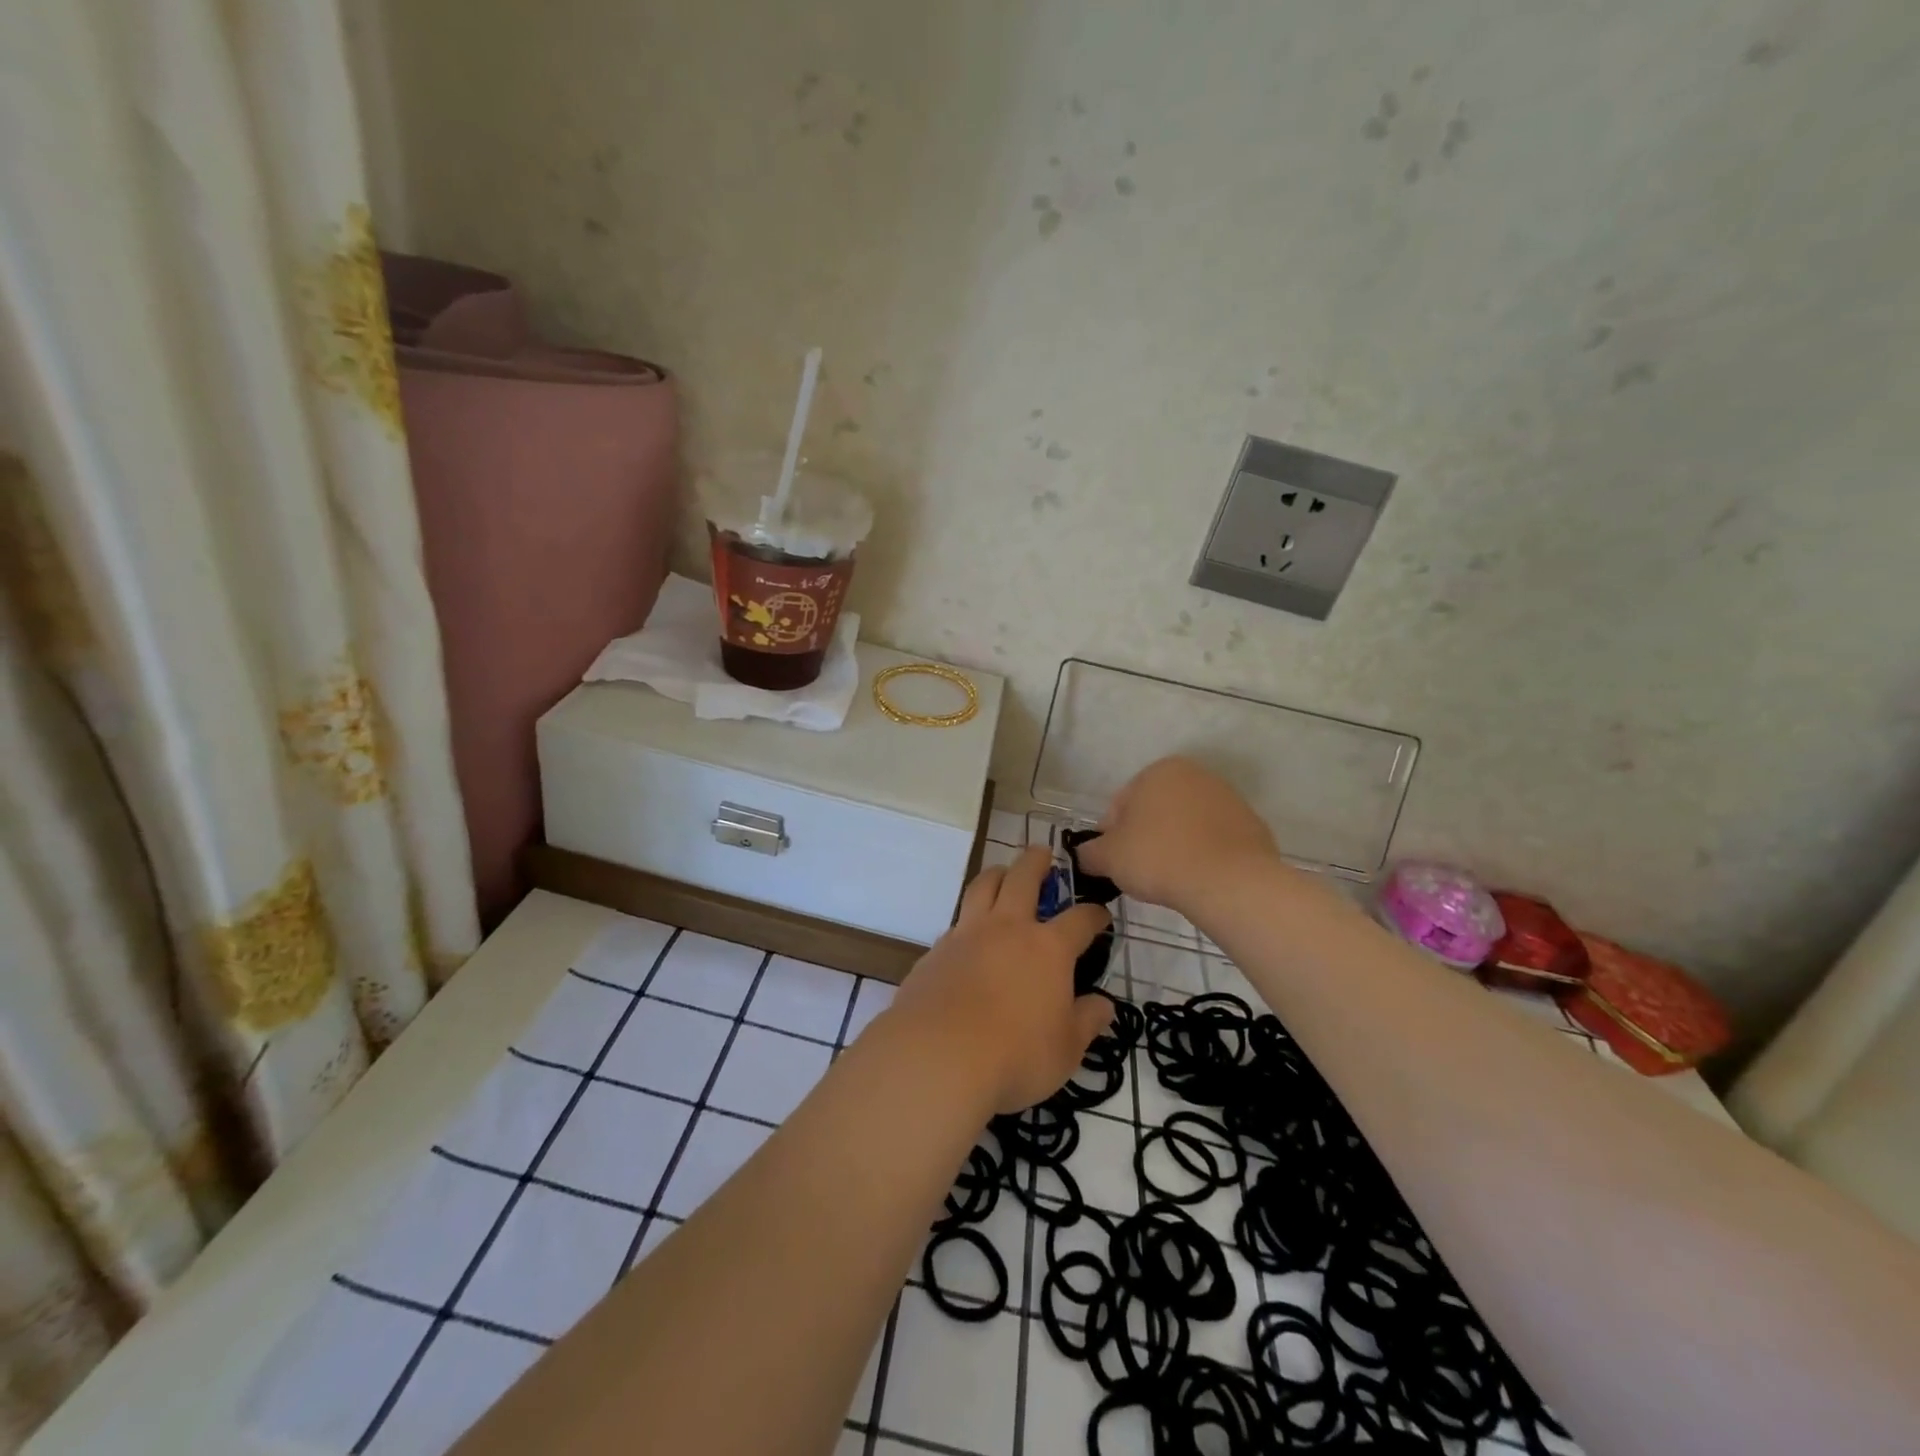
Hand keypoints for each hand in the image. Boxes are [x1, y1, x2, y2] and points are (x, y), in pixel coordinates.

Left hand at [888, 847, 1114, 1113]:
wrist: (938, 1055)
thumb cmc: (1015, 1055)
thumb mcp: (1066, 1049)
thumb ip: (1086, 1022)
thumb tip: (1104, 1005)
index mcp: (1048, 948)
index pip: (1079, 920)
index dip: (1094, 914)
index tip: (1101, 914)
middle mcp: (1008, 928)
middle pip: (1023, 877)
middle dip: (1037, 861)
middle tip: (1043, 853)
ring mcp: (968, 934)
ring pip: (983, 885)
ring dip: (997, 873)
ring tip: (1002, 873)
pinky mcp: (936, 950)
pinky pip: (956, 921)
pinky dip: (968, 918)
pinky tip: (969, 935)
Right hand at [1075, 757, 1282, 915]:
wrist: (1230, 883)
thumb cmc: (1159, 858)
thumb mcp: (1108, 857)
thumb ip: (1089, 852)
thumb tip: (1086, 855)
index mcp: (1159, 771)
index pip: (1120, 804)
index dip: (1111, 836)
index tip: (1114, 863)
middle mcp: (1196, 775)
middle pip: (1155, 811)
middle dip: (1145, 838)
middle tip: (1140, 873)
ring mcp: (1229, 799)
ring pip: (1186, 825)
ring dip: (1174, 846)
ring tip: (1170, 879)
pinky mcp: (1252, 826)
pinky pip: (1214, 842)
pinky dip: (1203, 856)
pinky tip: (1198, 879)